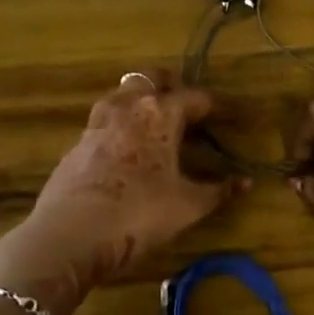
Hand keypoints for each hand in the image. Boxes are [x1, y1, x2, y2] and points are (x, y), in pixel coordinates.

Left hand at [4, 80, 245, 301]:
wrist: (68, 236)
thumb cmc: (137, 215)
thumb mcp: (187, 206)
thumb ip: (218, 190)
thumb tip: (245, 182)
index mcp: (160, 113)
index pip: (196, 97)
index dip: (219, 106)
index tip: (234, 115)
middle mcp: (128, 106)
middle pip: (152, 77)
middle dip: (173, 85)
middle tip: (188, 105)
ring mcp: (97, 121)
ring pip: (124, 93)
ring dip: (142, 99)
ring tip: (157, 122)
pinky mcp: (77, 143)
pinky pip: (106, 119)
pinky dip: (122, 124)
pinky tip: (128, 148)